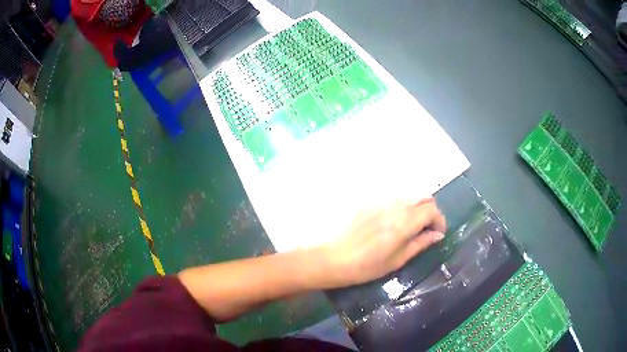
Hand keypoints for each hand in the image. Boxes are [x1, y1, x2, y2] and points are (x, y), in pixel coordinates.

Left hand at [320, 198, 445, 286]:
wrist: (331, 259)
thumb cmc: (365, 266)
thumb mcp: (397, 260)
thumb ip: (420, 244)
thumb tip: (437, 235)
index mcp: (404, 221)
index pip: (432, 209)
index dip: (440, 220)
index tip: (438, 234)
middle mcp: (395, 205)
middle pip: (423, 197)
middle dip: (431, 211)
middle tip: (427, 229)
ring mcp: (380, 201)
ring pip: (408, 196)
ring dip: (417, 207)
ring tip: (411, 227)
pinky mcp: (369, 202)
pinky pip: (393, 198)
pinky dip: (402, 206)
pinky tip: (393, 223)